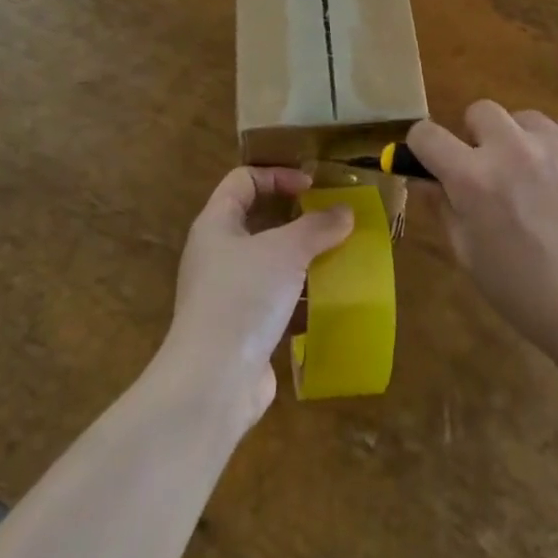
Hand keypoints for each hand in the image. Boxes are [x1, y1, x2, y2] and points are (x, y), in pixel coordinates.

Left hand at [159, 167, 354, 422]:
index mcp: (216, 224)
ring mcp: (226, 294)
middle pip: (257, 220)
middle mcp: (216, 254)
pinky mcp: (241, 329)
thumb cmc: (243, 297)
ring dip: (302, 259)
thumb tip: (345, 212)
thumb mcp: (286, 251)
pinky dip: (300, 297)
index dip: (277, 175)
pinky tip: (328, 301)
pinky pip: (275, 300)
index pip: (243, 180)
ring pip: (269, 263)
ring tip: (337, 259)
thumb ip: (318, 227)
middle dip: (296, 219)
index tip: (312, 188)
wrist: (212, 383)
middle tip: (331, 221)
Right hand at [409, 101, 557, 358]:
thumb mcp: (469, 255)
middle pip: (480, 111)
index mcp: (472, 177)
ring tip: (545, 179)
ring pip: (527, 119)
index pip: (426, 134)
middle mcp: (511, 148)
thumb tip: (425, 178)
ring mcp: (557, 142)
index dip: (425, 145)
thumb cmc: (525, 292)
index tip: (437, 159)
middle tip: (497, 170)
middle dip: (481, 137)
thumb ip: (443, 208)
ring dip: (526, 141)